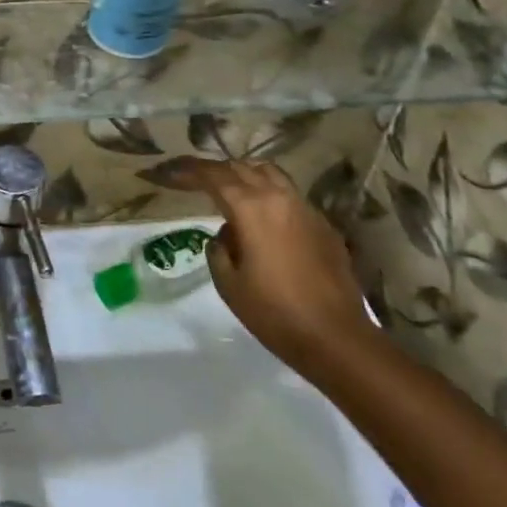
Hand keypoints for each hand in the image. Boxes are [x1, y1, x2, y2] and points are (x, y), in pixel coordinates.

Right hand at [204, 162, 378, 378]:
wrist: (337, 339)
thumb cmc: (275, 313)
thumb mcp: (228, 283)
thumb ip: (218, 249)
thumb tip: (226, 235)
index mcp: (250, 207)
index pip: (212, 176)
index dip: (187, 170)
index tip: (169, 171)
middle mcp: (278, 197)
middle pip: (240, 168)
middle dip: (214, 170)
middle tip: (194, 179)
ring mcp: (305, 209)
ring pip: (269, 173)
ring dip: (244, 174)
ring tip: (228, 187)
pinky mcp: (323, 226)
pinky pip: (290, 195)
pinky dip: (269, 194)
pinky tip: (264, 217)